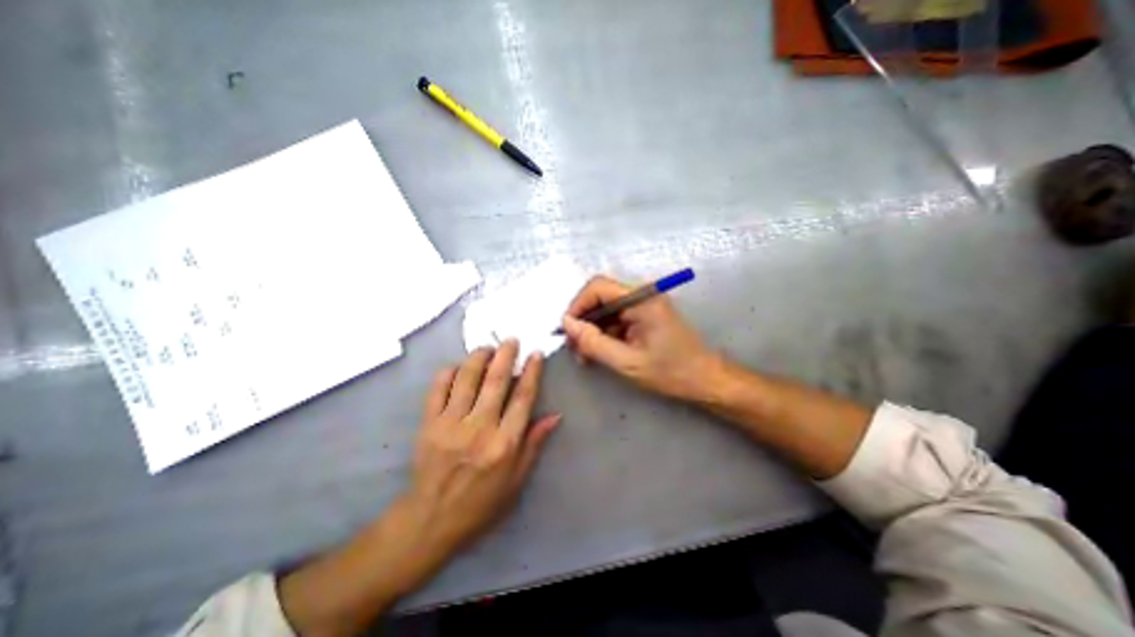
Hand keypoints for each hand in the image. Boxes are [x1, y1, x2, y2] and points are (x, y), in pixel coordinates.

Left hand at [277, 343, 557, 636]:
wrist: (431, 520)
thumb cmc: (481, 503)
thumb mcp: (517, 480)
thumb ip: (534, 444)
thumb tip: (555, 415)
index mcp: (505, 444)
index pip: (523, 398)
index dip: (531, 372)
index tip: (535, 354)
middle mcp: (479, 428)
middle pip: (496, 381)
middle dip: (506, 355)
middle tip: (511, 340)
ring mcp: (450, 424)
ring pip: (467, 378)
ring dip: (478, 357)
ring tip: (487, 348)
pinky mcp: (428, 424)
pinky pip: (438, 388)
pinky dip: (449, 372)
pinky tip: (457, 366)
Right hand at [564, 274, 721, 401]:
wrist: (705, 380)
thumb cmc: (671, 372)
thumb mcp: (627, 362)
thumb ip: (594, 342)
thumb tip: (567, 324)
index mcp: (642, 299)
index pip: (598, 287)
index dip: (577, 305)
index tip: (567, 331)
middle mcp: (642, 294)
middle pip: (600, 297)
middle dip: (583, 321)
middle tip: (574, 348)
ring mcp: (644, 304)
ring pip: (606, 309)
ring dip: (592, 329)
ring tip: (585, 355)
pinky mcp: (644, 315)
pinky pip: (616, 318)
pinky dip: (604, 333)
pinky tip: (599, 352)